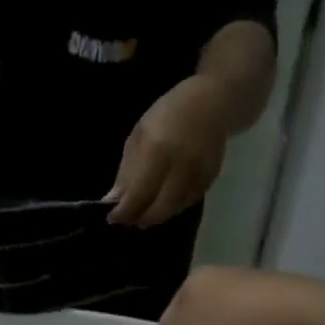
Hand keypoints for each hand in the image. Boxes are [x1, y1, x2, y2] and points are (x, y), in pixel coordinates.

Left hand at [106, 78, 229, 226]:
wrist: (212, 104)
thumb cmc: (167, 114)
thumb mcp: (139, 136)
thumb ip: (127, 170)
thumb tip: (114, 199)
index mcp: (158, 151)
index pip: (139, 193)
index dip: (125, 211)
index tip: (112, 217)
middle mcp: (181, 166)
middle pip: (160, 207)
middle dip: (141, 218)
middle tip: (127, 221)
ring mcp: (199, 174)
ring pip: (175, 208)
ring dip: (157, 215)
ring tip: (142, 214)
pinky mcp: (211, 178)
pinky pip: (188, 201)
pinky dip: (173, 207)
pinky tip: (162, 204)